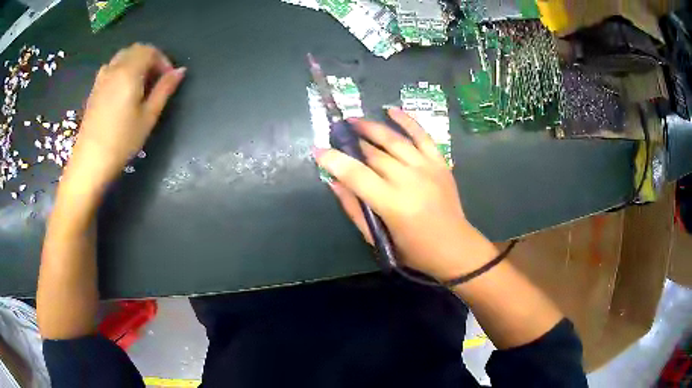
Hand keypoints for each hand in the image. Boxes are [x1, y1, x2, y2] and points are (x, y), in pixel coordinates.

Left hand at [64, 43, 185, 191]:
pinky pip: (111, 68)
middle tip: (156, 81)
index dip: (163, 61)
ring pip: (122, 57)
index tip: (168, 79)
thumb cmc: (122, 141)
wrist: (90, 162)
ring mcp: (101, 78)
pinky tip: (123, 90)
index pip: (150, 51)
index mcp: (129, 71)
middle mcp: (114, 68)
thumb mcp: (148, 116)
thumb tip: (180, 71)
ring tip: (140, 85)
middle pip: (136, 50)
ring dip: (135, 63)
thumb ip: (164, 90)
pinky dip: (122, 70)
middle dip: (150, 58)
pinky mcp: (94, 89)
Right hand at [316, 109, 497, 279]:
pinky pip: (422, 135)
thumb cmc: (413, 250)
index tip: (318, 150)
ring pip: (394, 140)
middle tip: (336, 134)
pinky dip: (407, 121)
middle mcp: (409, 180)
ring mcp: (427, 168)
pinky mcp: (439, 162)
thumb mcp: (378, 237)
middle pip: (374, 154)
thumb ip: (355, 208)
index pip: (356, 175)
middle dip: (351, 142)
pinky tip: (391, 110)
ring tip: (354, 120)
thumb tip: (335, 182)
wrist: (454, 247)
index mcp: (392, 204)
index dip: (334, 160)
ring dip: (371, 127)